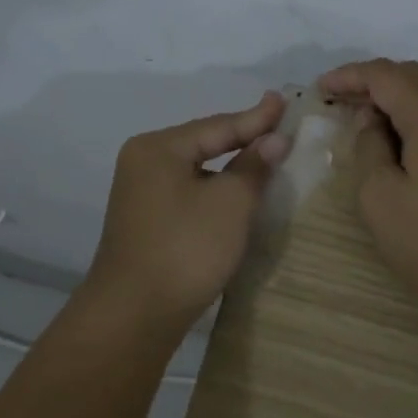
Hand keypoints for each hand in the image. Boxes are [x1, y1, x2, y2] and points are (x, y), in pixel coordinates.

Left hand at [87, 92, 292, 328]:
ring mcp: (142, 192)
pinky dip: (216, 187)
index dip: (256, 117)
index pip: (218, 126)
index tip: (284, 101)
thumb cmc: (185, 249)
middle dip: (243, 137)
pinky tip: (238, 190)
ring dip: (231, 165)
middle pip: (204, 142)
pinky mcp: (147, 220)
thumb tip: (274, 139)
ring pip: (196, 168)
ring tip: (265, 153)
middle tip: (278, 123)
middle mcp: (144, 162)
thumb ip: (253, 166)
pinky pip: (189, 190)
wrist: (134, 316)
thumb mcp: (230, 203)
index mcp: (159, 148)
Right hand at [319, 59, 417, 321]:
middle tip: (343, 101)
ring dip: (401, 97)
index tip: (322, 87)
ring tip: (371, 119)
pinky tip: (410, 140)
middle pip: (414, 76)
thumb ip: (368, 146)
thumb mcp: (379, 197)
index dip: (350, 75)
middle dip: (374, 82)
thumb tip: (373, 120)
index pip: (386, 75)